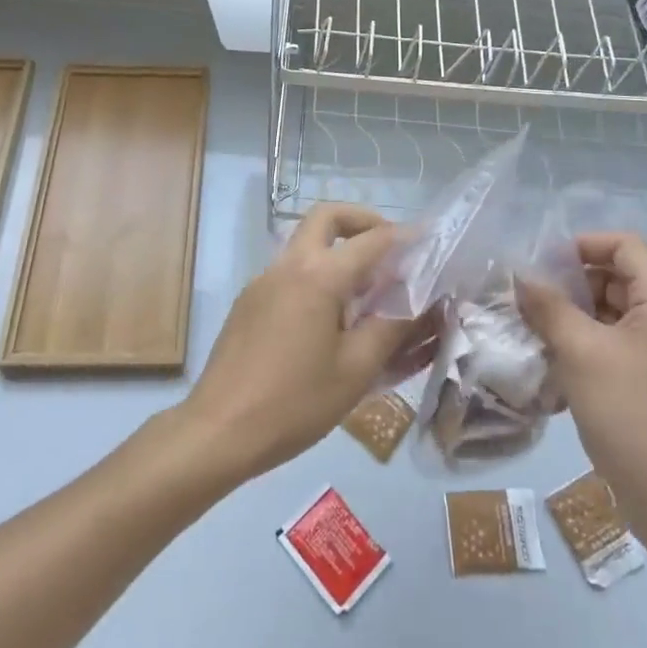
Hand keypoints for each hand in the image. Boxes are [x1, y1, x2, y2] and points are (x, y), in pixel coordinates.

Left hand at [179, 204, 407, 482]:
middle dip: (361, 220)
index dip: (403, 236)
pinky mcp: (249, 302)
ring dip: (337, 248)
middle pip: (326, 217)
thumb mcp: (355, 370)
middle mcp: (288, 265)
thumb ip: (391, 329)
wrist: (219, 430)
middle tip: (387, 247)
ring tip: (365, 289)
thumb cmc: (294, 402)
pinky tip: (328, 319)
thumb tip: (420, 304)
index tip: (427, 239)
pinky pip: (289, 271)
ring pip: (304, 242)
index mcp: (318, 276)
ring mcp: (263, 281)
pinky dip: (316, 275)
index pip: (370, 240)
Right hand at [518, 232, 646, 553]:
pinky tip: (551, 362)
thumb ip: (548, 306)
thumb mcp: (579, 351)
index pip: (625, 246)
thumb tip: (521, 276)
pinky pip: (611, 344)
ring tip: (533, 328)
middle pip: (616, 276)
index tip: (544, 264)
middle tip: (530, 297)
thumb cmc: (629, 412)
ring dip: (571, 315)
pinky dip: (582, 344)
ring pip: (610, 313)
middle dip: (571, 282)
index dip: (584, 244)